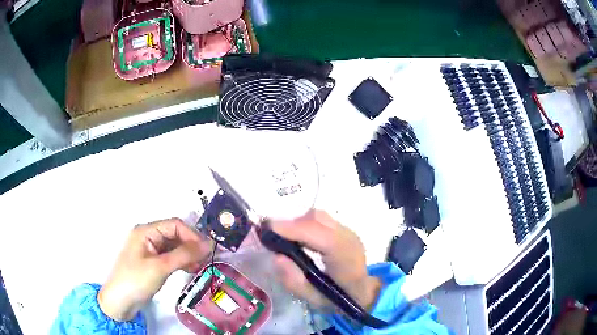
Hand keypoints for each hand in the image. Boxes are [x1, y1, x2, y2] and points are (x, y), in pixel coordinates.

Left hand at [98, 218, 212, 320]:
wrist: (121, 301)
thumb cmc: (136, 280)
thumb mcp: (160, 267)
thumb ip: (184, 255)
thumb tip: (208, 244)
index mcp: (146, 231)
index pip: (174, 225)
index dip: (192, 235)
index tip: (206, 250)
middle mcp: (149, 236)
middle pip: (175, 234)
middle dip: (191, 245)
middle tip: (205, 260)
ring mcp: (150, 250)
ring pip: (174, 246)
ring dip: (188, 254)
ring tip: (199, 267)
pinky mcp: (153, 262)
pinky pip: (171, 256)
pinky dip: (182, 261)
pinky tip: (190, 269)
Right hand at [271, 210, 381, 311]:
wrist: (362, 293)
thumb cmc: (337, 300)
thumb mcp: (312, 299)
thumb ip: (293, 280)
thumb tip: (276, 256)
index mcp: (345, 259)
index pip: (320, 236)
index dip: (293, 229)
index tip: (268, 229)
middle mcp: (349, 239)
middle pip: (317, 220)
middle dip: (292, 225)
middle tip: (274, 238)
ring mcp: (349, 232)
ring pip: (319, 216)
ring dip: (299, 223)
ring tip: (288, 239)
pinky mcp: (346, 230)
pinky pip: (322, 220)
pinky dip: (307, 225)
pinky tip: (302, 240)